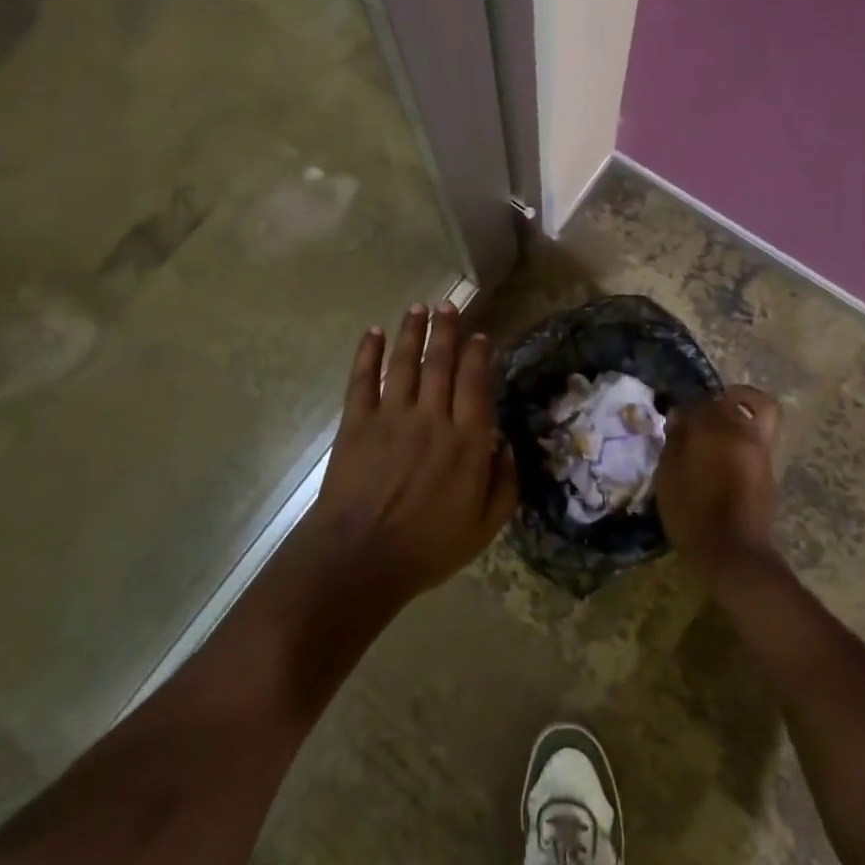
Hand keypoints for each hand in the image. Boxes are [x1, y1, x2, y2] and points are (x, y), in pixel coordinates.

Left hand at [301, 304, 517, 604]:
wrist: (361, 558)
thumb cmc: (427, 548)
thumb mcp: (483, 528)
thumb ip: (504, 485)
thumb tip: (507, 446)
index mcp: (466, 442)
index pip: (475, 384)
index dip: (478, 355)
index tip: (480, 336)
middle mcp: (431, 418)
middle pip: (440, 363)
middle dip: (446, 330)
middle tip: (448, 305)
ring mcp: (391, 417)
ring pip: (404, 363)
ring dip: (411, 332)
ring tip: (417, 308)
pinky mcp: (356, 423)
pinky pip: (362, 380)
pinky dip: (367, 354)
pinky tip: (372, 333)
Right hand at [654, 384, 782, 589]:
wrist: (732, 553)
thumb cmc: (691, 511)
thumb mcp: (668, 474)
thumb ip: (675, 440)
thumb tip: (680, 418)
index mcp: (718, 429)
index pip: (705, 400)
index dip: (689, 404)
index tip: (676, 417)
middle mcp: (746, 434)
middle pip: (748, 399)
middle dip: (727, 399)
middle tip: (705, 412)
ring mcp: (762, 454)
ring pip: (761, 418)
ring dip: (741, 418)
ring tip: (716, 436)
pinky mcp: (769, 475)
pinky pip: (759, 443)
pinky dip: (744, 441)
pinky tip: (722, 460)